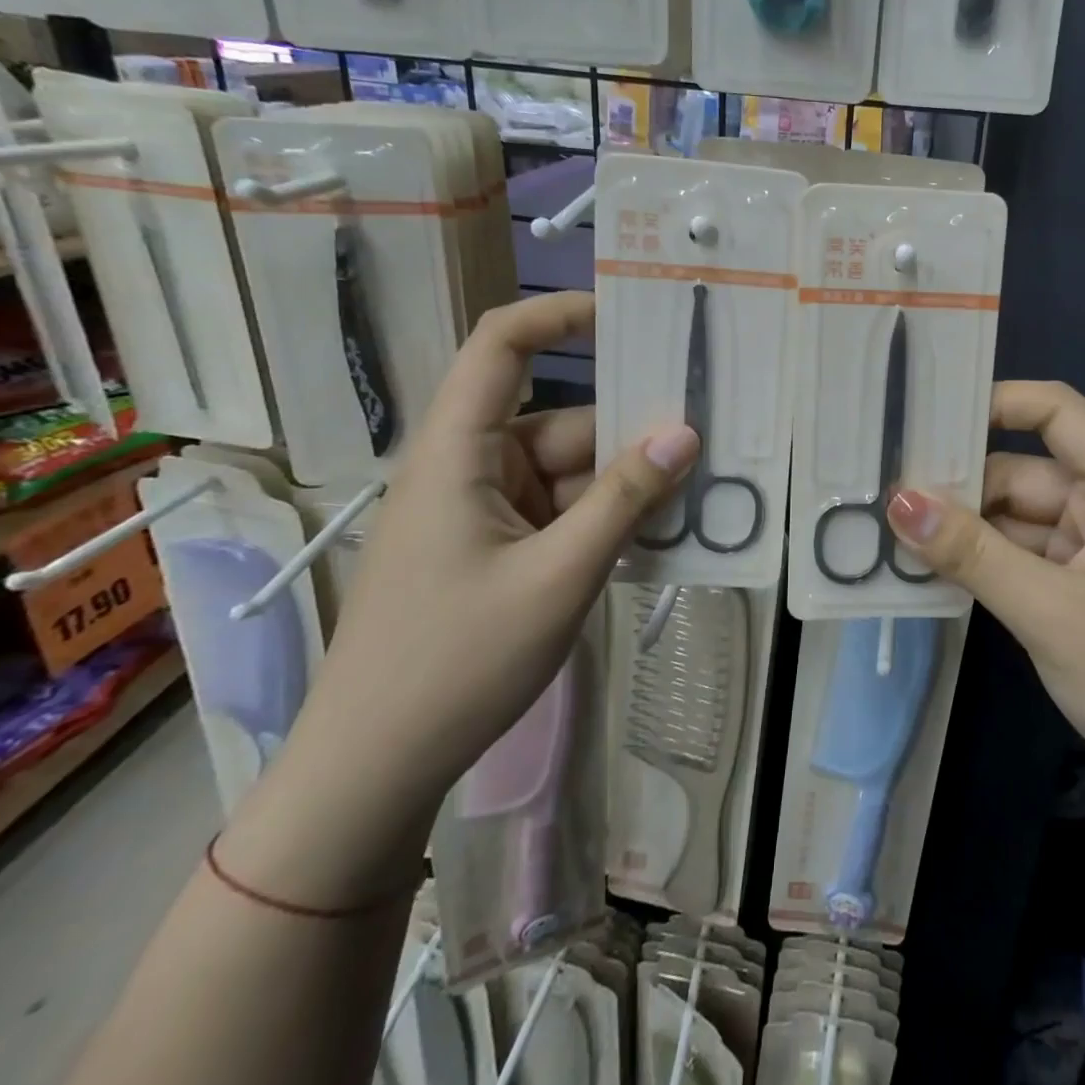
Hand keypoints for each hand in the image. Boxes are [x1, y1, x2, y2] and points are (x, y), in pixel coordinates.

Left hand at [226, 293, 696, 901]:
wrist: (376, 769)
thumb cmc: (456, 662)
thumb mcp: (559, 576)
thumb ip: (626, 498)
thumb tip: (687, 432)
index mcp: (459, 451)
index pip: (502, 345)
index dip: (561, 314)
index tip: (632, 314)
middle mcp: (470, 467)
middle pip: (562, 421)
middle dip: (631, 432)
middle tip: (709, 436)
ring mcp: (484, 511)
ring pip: (571, 472)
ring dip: (627, 484)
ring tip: (699, 495)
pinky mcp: (497, 549)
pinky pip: (563, 512)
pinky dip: (607, 519)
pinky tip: (659, 537)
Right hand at [885, 381, 1084, 828]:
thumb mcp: (1052, 612)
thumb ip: (973, 554)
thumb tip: (898, 501)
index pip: (1057, 413)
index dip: (997, 401)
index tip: (928, 414)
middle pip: (1022, 471)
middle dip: (959, 482)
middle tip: (883, 488)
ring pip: (1013, 520)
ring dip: (962, 528)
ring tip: (888, 527)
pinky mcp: (1076, 592)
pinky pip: (1017, 560)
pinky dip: (978, 563)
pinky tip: (925, 567)